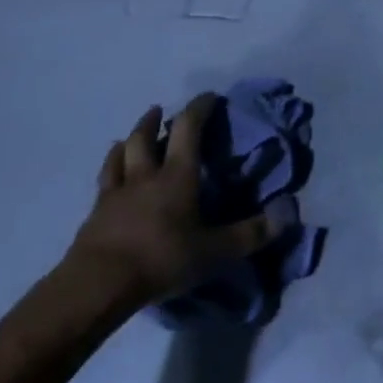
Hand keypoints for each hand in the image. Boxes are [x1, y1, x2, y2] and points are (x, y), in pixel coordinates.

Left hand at [63, 95, 287, 313]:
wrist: (97, 285)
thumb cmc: (161, 259)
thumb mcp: (215, 251)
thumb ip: (250, 233)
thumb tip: (287, 215)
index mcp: (177, 175)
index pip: (188, 127)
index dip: (199, 107)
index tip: (210, 97)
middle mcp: (146, 175)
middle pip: (145, 136)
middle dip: (155, 120)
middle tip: (161, 111)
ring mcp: (116, 193)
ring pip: (120, 154)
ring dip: (129, 139)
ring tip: (131, 136)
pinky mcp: (94, 215)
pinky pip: (103, 182)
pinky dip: (109, 169)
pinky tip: (110, 174)